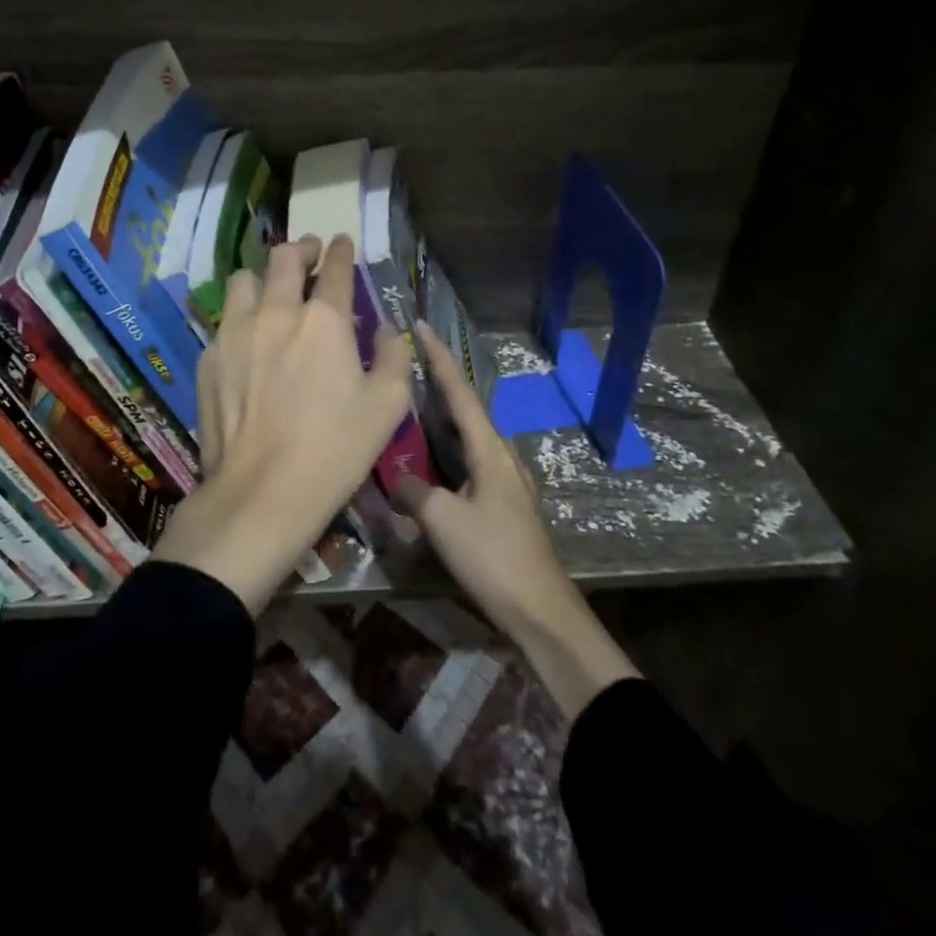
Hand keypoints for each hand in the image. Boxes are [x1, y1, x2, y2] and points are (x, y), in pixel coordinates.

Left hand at [152, 235, 411, 615]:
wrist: (262, 492)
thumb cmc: (335, 450)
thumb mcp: (387, 406)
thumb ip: (394, 356)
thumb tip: (388, 331)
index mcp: (324, 320)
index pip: (334, 269)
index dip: (340, 250)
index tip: (341, 242)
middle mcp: (276, 312)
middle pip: (283, 258)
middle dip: (301, 249)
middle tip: (309, 254)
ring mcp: (235, 332)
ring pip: (243, 279)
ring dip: (263, 278)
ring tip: (271, 293)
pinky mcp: (209, 357)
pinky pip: (225, 320)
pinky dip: (241, 318)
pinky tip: (249, 342)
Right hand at [402, 322, 640, 718]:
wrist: (539, 609)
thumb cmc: (493, 557)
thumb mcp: (443, 521)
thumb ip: (414, 492)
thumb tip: (396, 478)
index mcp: (489, 450)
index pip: (459, 392)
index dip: (438, 358)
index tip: (420, 325)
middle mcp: (501, 455)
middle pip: (466, 408)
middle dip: (439, 382)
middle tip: (407, 362)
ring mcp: (505, 480)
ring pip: (468, 436)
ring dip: (442, 416)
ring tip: (413, 402)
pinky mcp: (502, 503)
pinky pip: (469, 461)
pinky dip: (447, 448)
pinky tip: (431, 458)